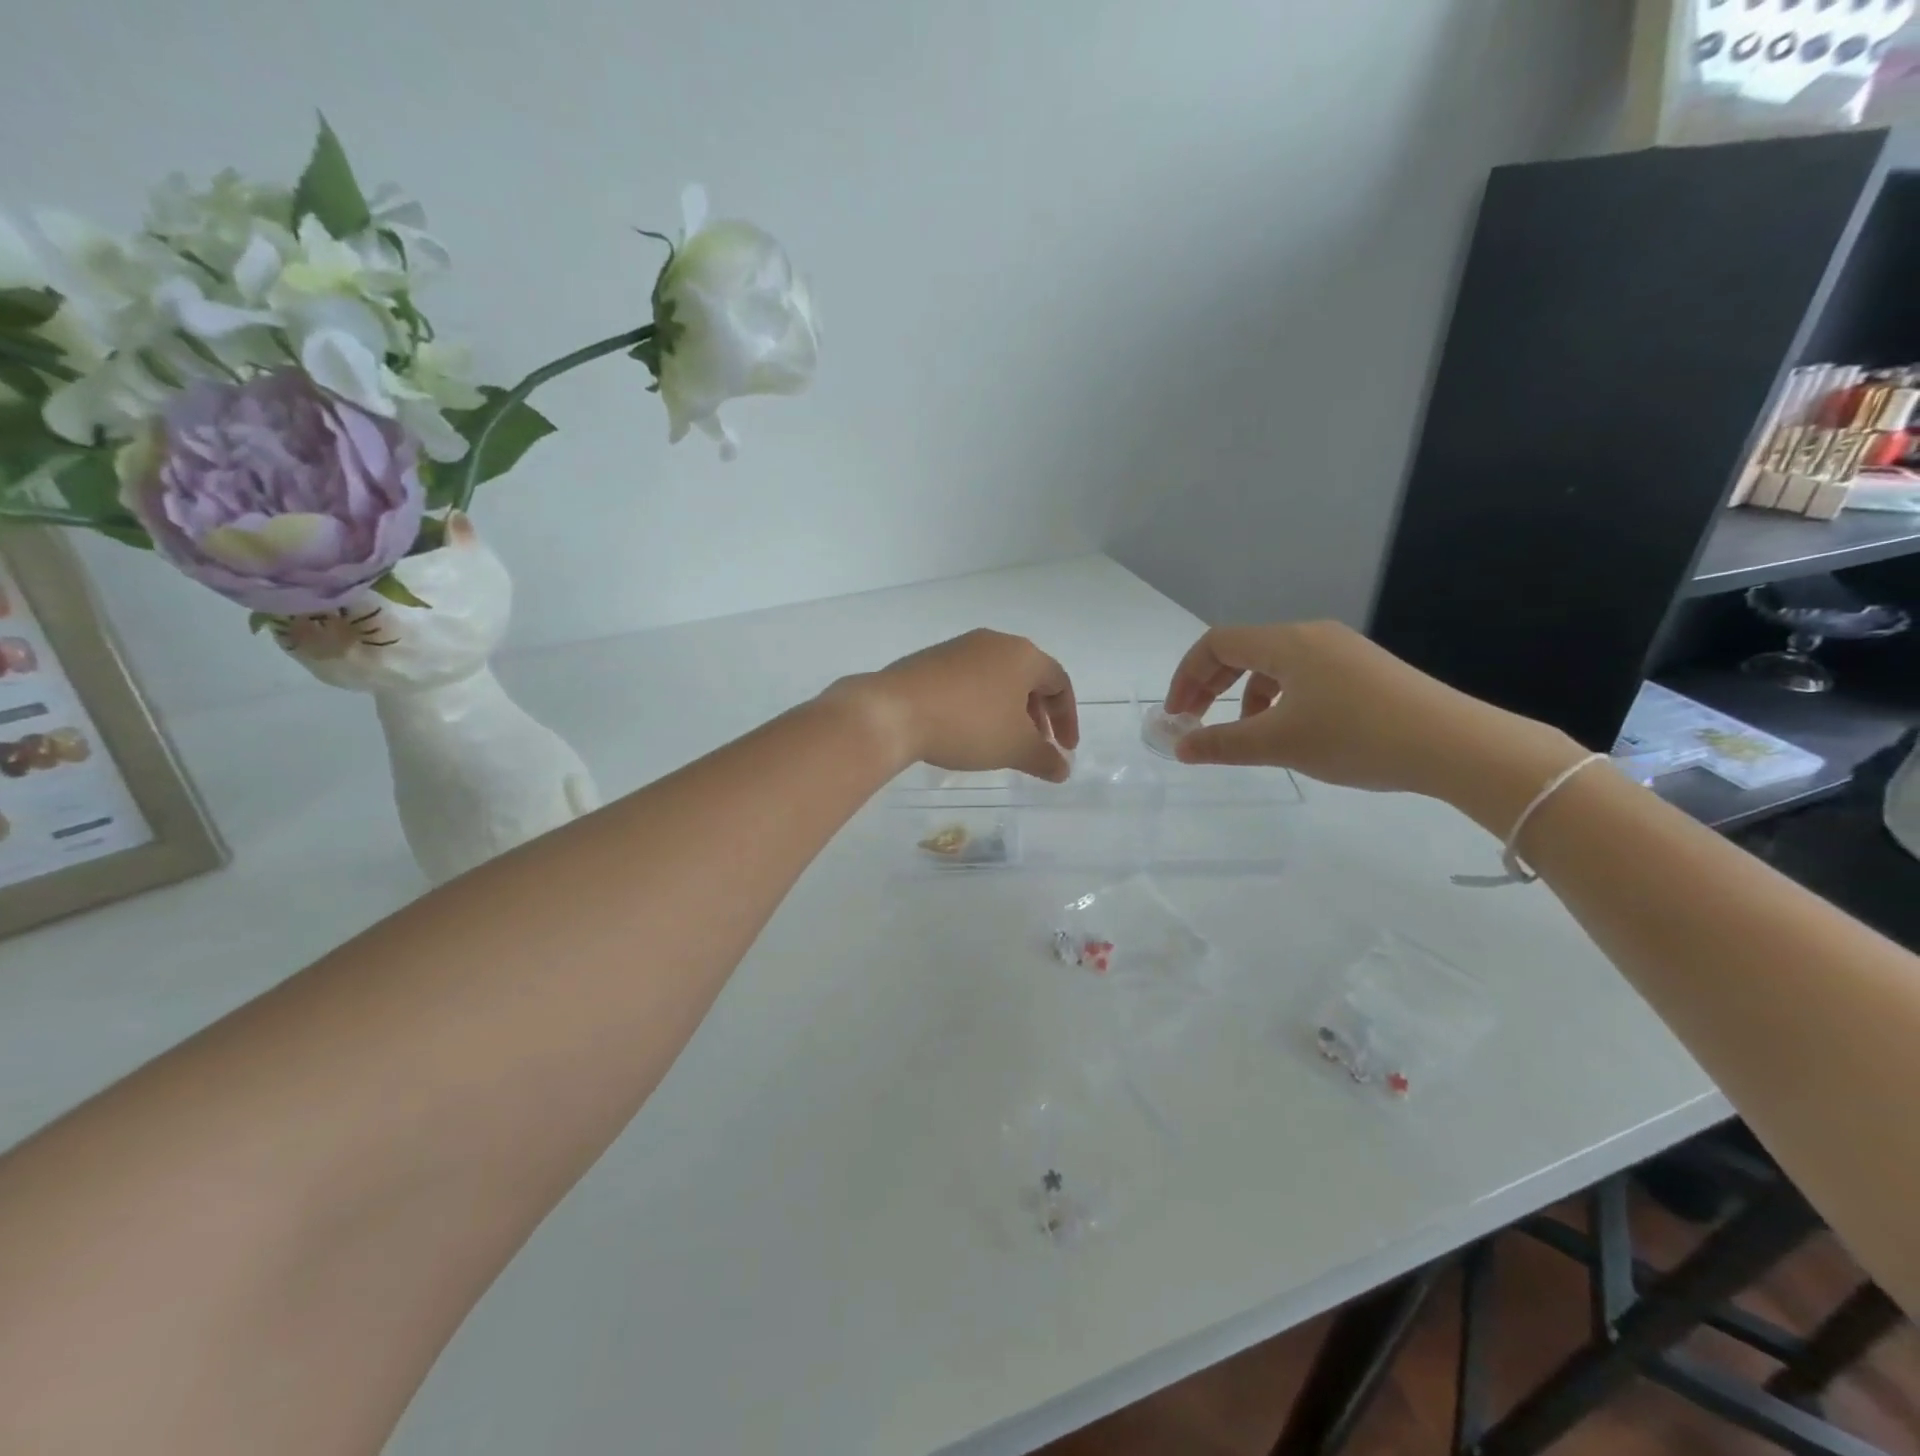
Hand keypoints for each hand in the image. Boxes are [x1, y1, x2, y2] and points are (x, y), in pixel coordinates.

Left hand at [837, 629, 1079, 781]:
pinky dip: (979, 704)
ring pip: (997, 678)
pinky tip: (966, 730)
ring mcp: (959, 647)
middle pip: (1028, 678)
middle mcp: (994, 642)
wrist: (893, 712)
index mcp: (1023, 655)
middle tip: (1035, 747)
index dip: (1067, 718)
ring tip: (1000, 742)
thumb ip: (1044, 759)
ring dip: (1008, 710)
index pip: (1059, 682)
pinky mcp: (930, 659)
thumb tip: (1063, 768)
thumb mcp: (1014, 748)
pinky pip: (968, 680)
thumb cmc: (968, 725)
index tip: (1064, 749)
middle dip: (1037, 715)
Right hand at [1162, 621, 1579, 807]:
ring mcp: (1343, 651)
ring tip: (1245, 734)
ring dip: (1245, 696)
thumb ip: (1222, 743)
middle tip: (1194, 723)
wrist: (1456, 746)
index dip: (1186, 677)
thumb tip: (1180, 748)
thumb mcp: (1280, 744)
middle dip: (1210, 685)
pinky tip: (1291, 732)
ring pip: (1274, 665)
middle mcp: (1312, 635)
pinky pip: (1303, 676)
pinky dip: (1279, 699)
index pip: (1216, 644)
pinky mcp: (1365, 671)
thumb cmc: (1357, 737)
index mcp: (1288, 642)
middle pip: (1243, 650)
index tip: (1176, 716)